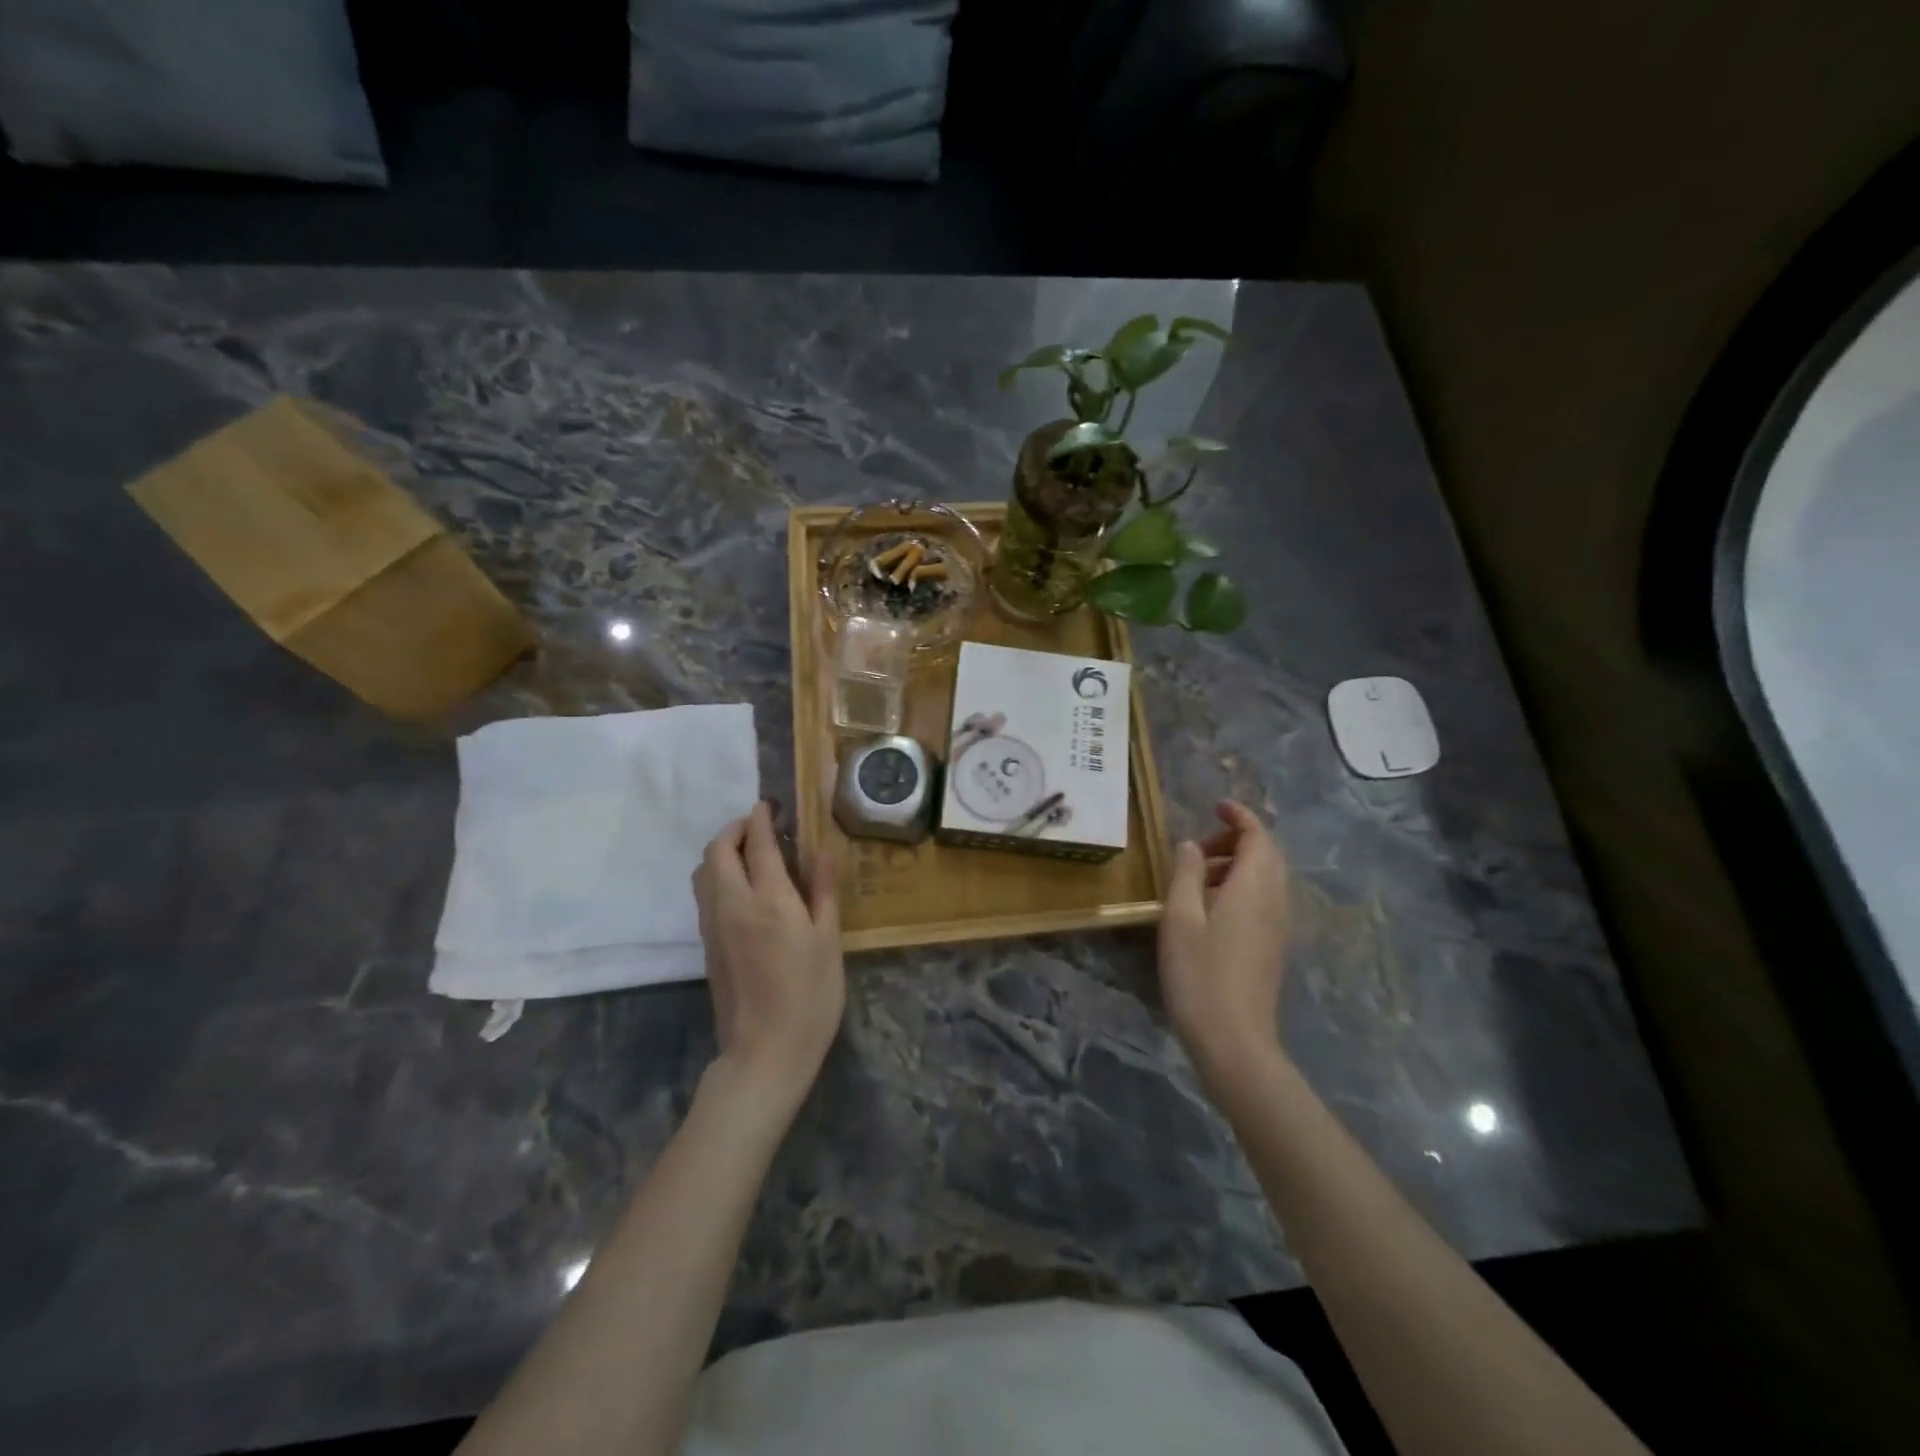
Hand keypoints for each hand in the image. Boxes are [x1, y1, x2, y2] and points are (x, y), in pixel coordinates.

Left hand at [692, 803, 844, 1116]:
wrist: (765, 1052)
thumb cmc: (810, 995)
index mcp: (769, 899)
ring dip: (721, 851)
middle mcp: (732, 903)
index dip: (762, 817)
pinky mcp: (707, 944)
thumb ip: (822, 890)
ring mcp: (713, 925)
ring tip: (750, 854)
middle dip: (735, 829)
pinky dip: (717, 874)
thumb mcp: (828, 940)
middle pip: (718, 850)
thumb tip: (820, 849)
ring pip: (704, 871)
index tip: (771, 805)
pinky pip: (704, 893)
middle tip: (760, 826)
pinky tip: (742, 888)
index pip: (757, 842)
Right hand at [1159, 801, 1292, 1087]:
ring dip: (1238, 865)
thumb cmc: (1200, 974)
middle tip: (1200, 847)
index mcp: (1254, 886)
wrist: (1233, 1040)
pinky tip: (1211, 909)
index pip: (1258, 836)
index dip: (1240, 817)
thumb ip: (1187, 874)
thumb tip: (1194, 845)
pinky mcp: (1274, 946)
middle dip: (1237, 840)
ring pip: (1267, 878)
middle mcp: (1275, 900)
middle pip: (1267, 855)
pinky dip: (1243, 887)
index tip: (1216, 807)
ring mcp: (1279, 925)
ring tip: (1198, 878)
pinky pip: (1265, 900)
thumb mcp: (1180, 917)